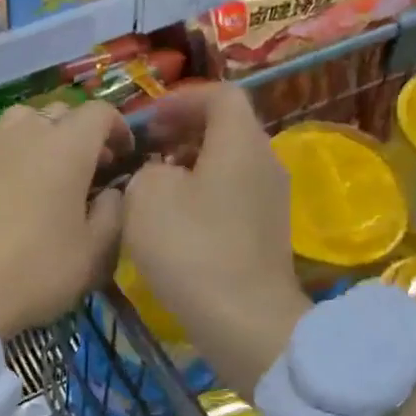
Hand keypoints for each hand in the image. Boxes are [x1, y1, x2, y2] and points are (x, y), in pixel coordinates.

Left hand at [0, 101, 130, 338]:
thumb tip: (112, 193)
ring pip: (22, 123)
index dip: (118, 129)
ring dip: (43, 139)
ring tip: (49, 176)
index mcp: (65, 146)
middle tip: (90, 170)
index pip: (99, 112)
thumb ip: (114, 214)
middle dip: (81, 133)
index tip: (124, 158)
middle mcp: (24, 135)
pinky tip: (13, 197)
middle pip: (59, 112)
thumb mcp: (94, 254)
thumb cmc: (34, 271)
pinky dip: (13, 159)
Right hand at [122, 84, 310, 394]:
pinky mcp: (264, 234)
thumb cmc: (191, 248)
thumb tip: (158, 174)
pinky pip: (230, 196)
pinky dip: (201, 196)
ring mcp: (270, 201)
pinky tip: (172, 223)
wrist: (243, 320)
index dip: (180, 99)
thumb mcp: (145, 196)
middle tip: (145, 152)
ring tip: (151, 188)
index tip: (148, 122)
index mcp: (241, 142)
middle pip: (225, 129)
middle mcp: (264, 163)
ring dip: (189, 166)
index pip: (219, 94)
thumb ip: (145, 169)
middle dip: (182, 133)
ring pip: (227, 165)